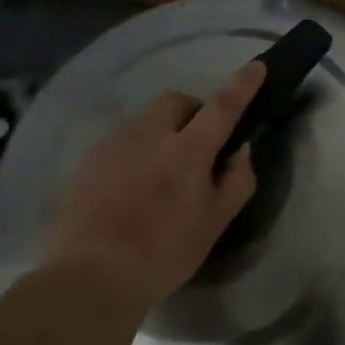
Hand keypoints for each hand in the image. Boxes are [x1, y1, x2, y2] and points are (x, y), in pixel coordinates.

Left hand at [39, 60, 265, 308]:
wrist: (88, 277)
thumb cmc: (163, 253)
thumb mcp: (215, 223)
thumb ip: (237, 181)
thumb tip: (240, 151)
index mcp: (187, 151)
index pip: (223, 106)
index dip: (243, 85)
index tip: (256, 67)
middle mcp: (149, 136)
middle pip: (175, 101)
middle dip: (192, 111)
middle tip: (199, 144)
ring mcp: (113, 146)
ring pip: (145, 120)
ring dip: (162, 132)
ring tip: (162, 172)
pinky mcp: (87, 162)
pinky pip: (121, 142)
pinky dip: (136, 152)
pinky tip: (132, 188)